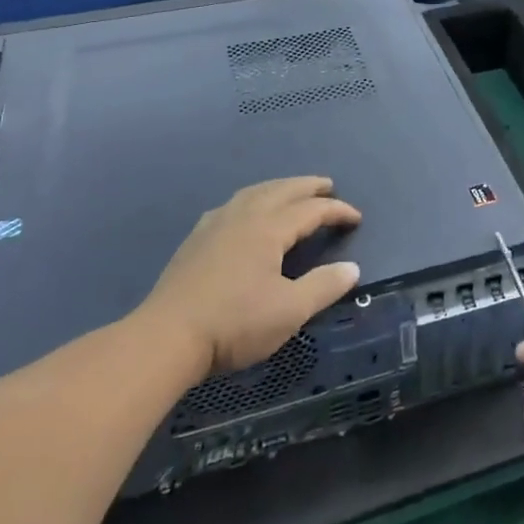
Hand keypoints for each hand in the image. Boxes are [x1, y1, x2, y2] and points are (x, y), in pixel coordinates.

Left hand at [134, 177, 361, 382]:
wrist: (166, 338)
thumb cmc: (234, 324)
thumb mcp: (290, 311)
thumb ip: (324, 286)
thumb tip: (352, 268)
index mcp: (268, 229)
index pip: (311, 210)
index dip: (337, 210)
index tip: (356, 218)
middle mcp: (242, 217)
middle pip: (281, 190)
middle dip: (307, 186)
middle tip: (327, 185)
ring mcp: (214, 226)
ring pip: (253, 193)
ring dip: (278, 187)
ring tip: (291, 192)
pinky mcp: (195, 240)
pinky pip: (232, 205)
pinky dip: (251, 200)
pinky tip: (246, 213)